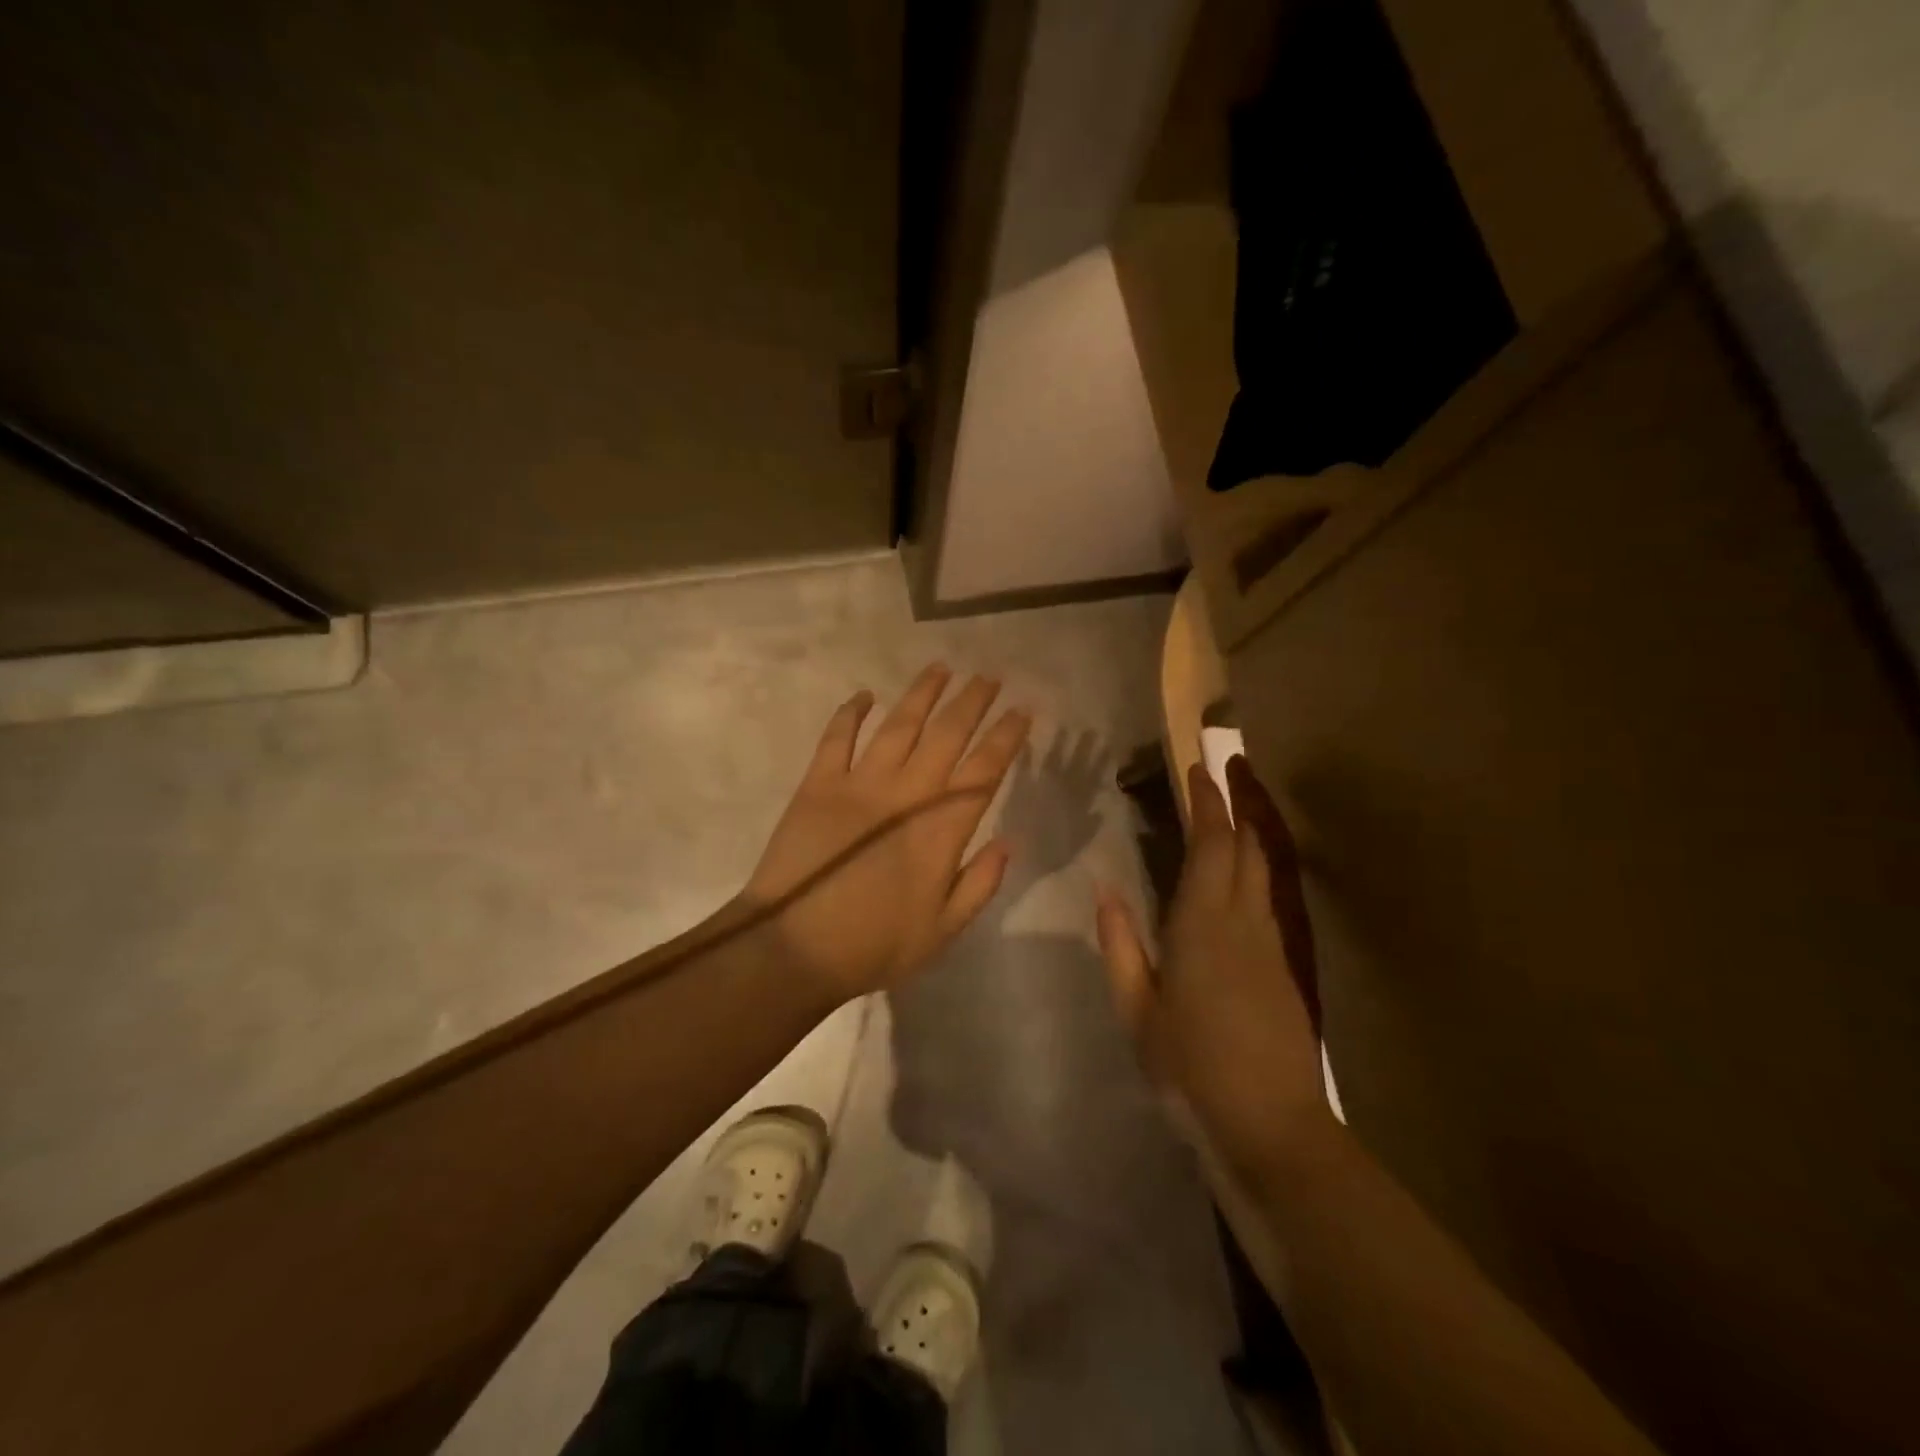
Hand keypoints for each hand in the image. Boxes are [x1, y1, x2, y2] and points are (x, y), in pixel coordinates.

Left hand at [742, 663, 1030, 1005]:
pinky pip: (837, 738)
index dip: (1006, 737)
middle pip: (947, 735)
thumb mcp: (943, 932)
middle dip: (972, 702)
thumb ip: (980, 883)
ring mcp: (859, 784)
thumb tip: (1008, 841)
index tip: (1022, 711)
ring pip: (898, 725)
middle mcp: (906, 794)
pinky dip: (851, 713)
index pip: (984, 771)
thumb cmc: (873, 945)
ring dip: (922, 694)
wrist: (793, 948)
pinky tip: (865, 694)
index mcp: (940, 830)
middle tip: (989, 677)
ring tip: (941, 668)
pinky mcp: (818, 784)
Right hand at [1095, 756, 1328, 1181]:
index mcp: (1204, 925)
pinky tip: (1239, 882)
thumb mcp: (1138, 1011)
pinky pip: (1267, 900)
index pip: (1212, 846)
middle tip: (1214, 778)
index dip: (1207, 804)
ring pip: (1263, 872)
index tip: (1198, 769)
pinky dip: (1253, 873)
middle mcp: (1244, 922)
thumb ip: (1121, 947)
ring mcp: (1272, 945)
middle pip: (1246, 849)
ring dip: (1246, 838)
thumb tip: (1106, 893)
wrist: (1273, 1126)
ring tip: (1226, 817)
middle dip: (1232, 808)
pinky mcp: (1285, 967)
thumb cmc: (1191, 1068)